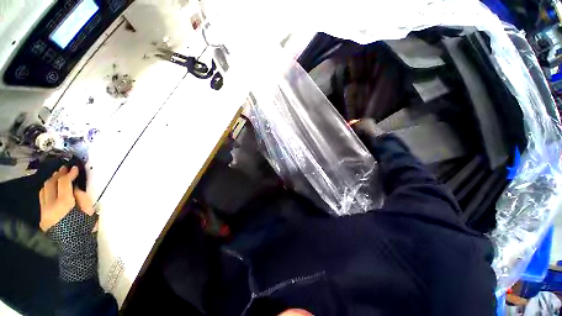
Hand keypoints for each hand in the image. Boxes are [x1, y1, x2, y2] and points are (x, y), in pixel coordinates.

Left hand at [39, 166, 93, 230]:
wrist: (74, 246)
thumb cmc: (85, 227)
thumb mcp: (88, 211)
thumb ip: (81, 197)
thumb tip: (75, 187)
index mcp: (64, 204)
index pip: (63, 183)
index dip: (69, 174)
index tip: (75, 168)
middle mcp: (50, 206)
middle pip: (50, 184)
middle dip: (58, 175)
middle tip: (65, 169)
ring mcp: (44, 212)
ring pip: (43, 190)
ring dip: (51, 181)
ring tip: (58, 176)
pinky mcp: (42, 217)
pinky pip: (42, 199)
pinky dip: (48, 191)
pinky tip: (53, 189)